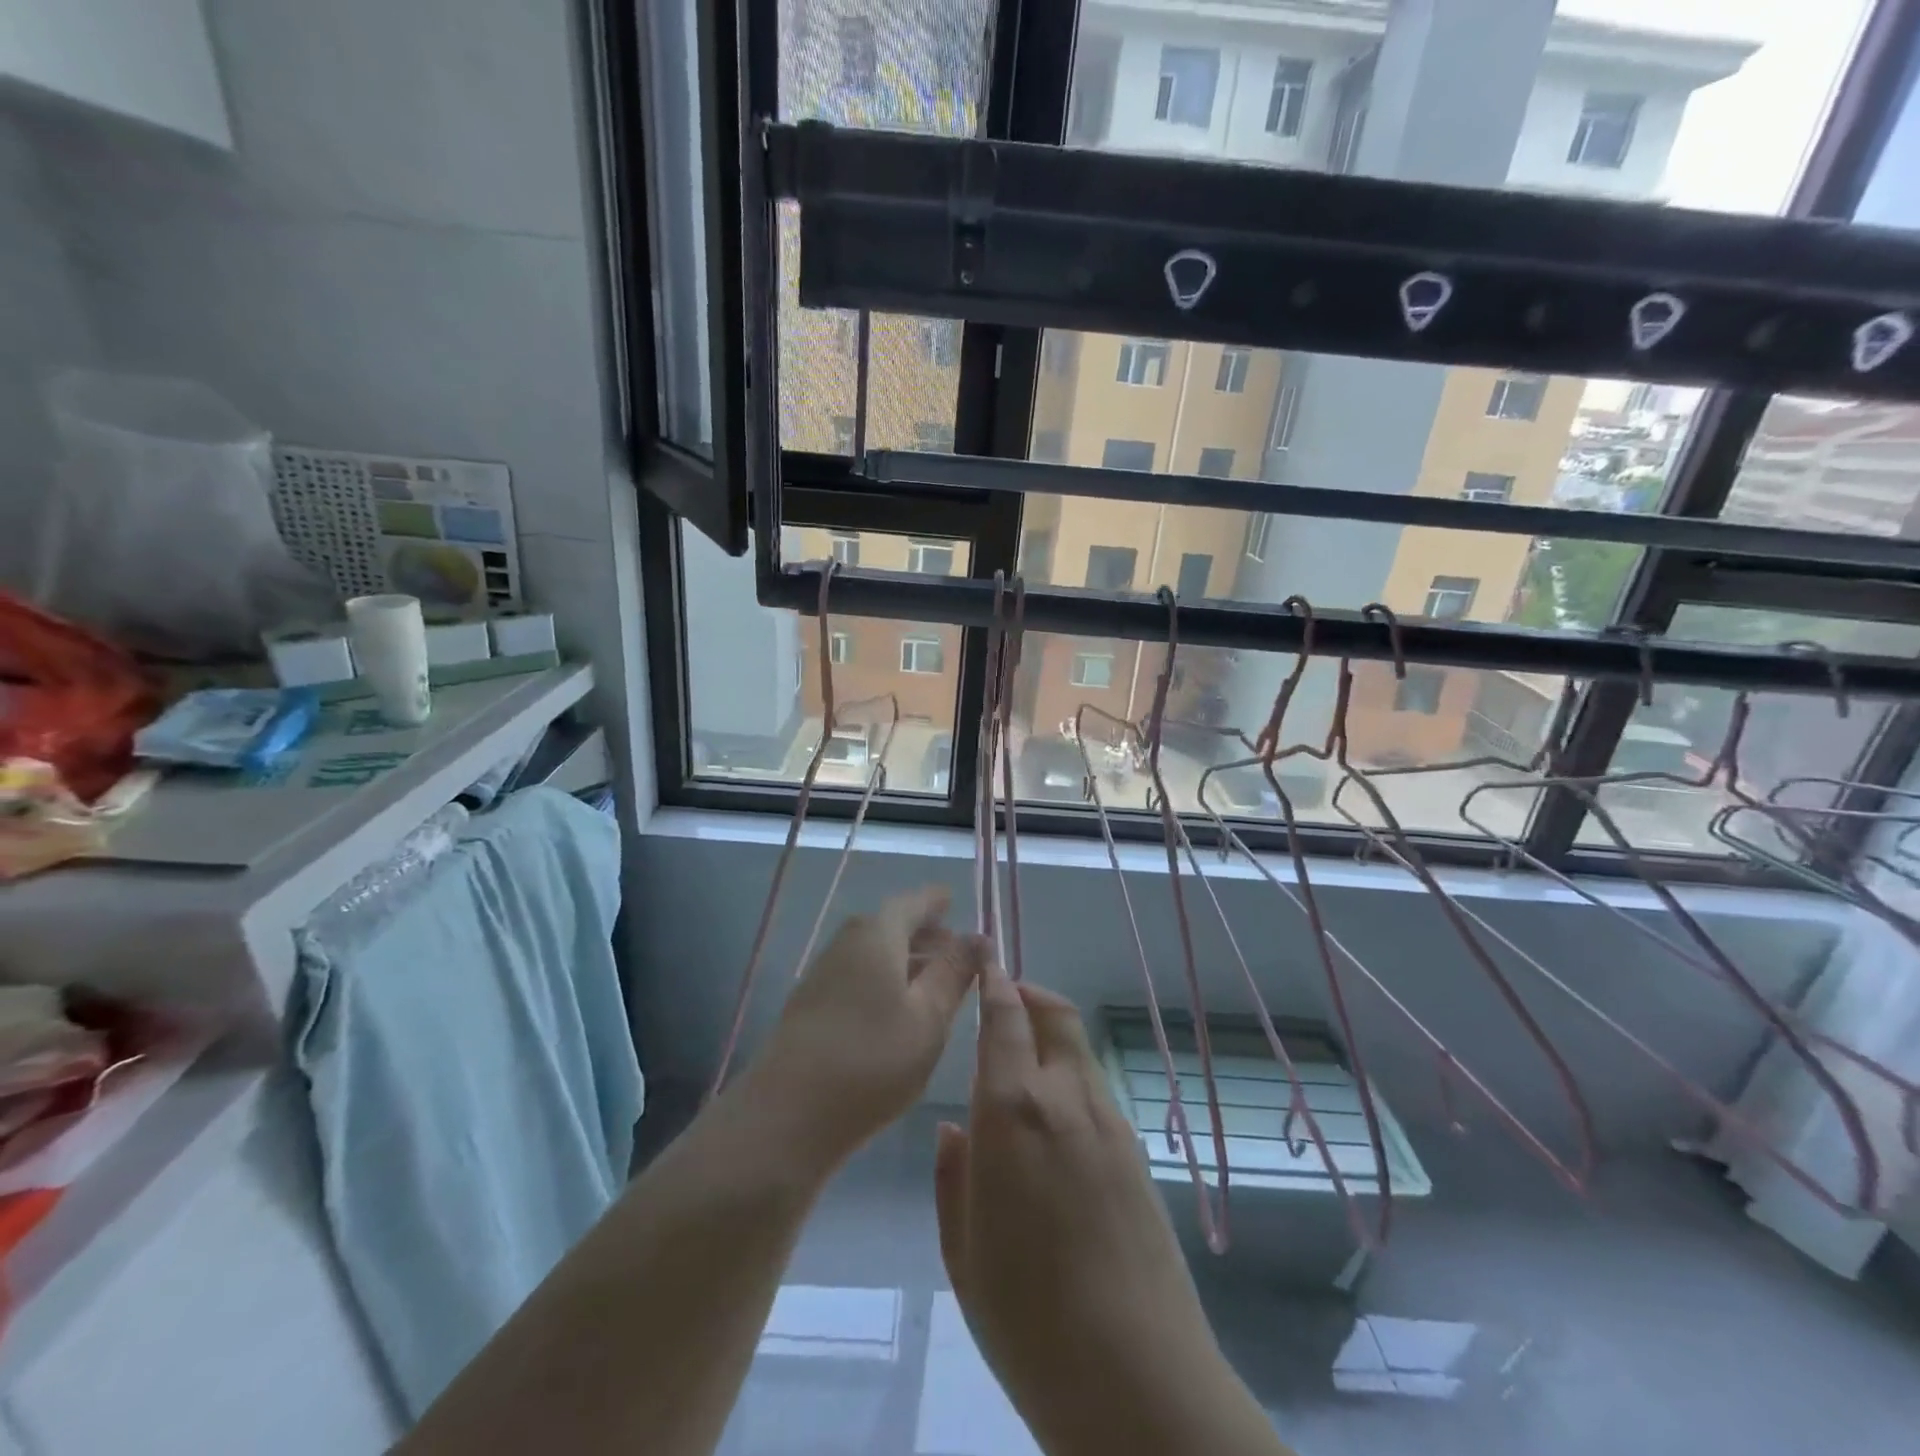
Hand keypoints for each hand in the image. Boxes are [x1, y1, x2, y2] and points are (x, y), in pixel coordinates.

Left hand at [753, 886, 986, 1169]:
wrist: (787, 1115)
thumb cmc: (871, 1059)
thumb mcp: (928, 1017)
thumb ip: (954, 972)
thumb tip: (978, 936)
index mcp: (877, 934)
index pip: (912, 903)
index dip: (936, 901)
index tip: (954, 899)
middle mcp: (846, 943)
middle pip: (890, 925)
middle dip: (924, 932)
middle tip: (955, 946)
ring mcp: (823, 974)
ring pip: (873, 952)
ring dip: (905, 958)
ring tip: (934, 980)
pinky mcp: (811, 1006)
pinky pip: (858, 975)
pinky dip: (885, 979)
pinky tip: (898, 1010)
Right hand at [935, 962, 1280, 1455]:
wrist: (1137, 1379)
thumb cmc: (1027, 1319)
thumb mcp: (962, 1251)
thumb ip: (954, 1177)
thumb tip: (954, 1128)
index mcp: (1012, 1111)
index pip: (1004, 1020)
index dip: (995, 985)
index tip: (985, 965)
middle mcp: (1065, 1098)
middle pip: (1054, 1015)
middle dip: (1029, 995)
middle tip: (1005, 1001)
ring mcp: (1109, 1122)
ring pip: (1078, 1050)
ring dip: (1052, 1035)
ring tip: (1025, 1062)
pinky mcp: (1137, 1152)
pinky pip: (1097, 1090)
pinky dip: (1072, 1075)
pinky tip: (1056, 1123)